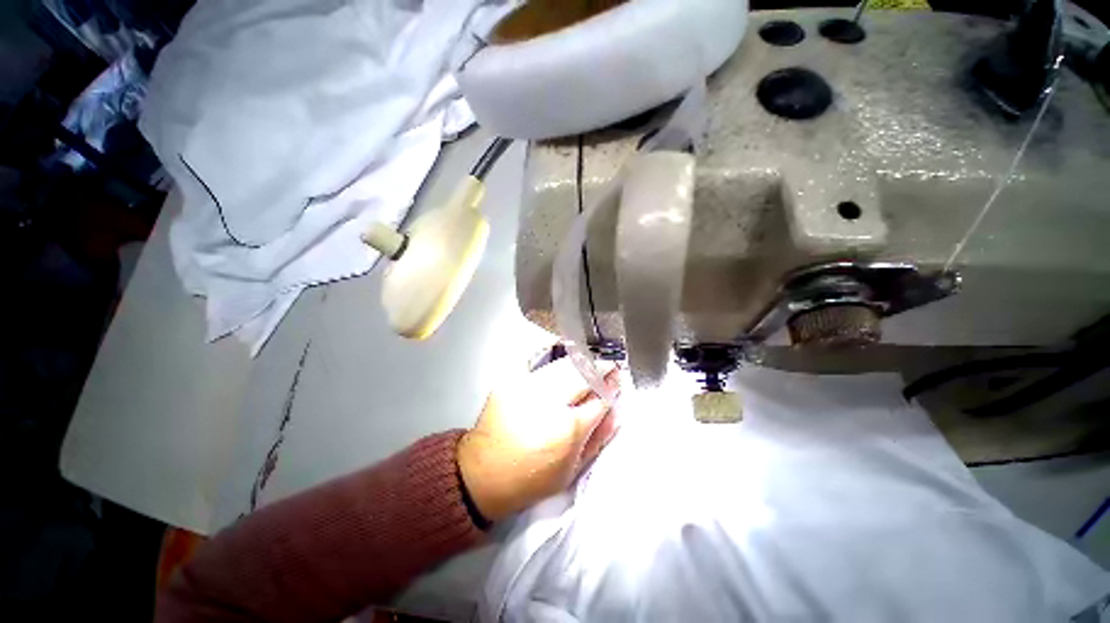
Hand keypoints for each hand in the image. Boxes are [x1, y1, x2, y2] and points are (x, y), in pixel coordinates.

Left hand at [457, 357, 619, 521]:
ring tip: (589, 360)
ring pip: (563, 365)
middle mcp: (550, 401)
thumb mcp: (571, 471)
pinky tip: (560, 348)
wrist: (483, 474)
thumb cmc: (531, 479)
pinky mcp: (509, 381)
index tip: (617, 381)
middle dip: (601, 369)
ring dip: (581, 361)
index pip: (599, 400)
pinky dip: (550, 351)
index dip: (611, 389)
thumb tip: (615, 413)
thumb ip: (597, 439)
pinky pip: (534, 359)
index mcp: (568, 429)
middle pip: (583, 375)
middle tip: (609, 366)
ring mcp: (527, 387)